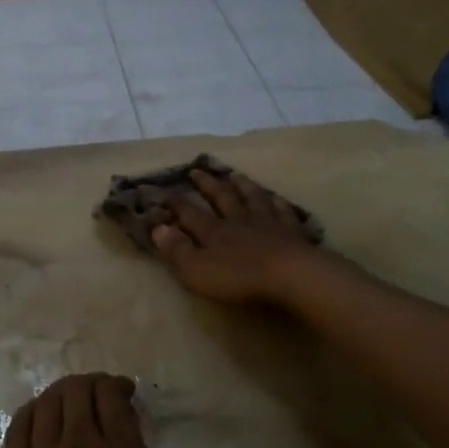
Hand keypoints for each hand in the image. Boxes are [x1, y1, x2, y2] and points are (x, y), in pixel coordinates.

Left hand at [0, 374, 191, 447]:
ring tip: (76, 400)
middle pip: (78, 390)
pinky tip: (42, 416)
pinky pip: (19, 426)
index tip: (127, 393)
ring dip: (64, 391)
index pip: (112, 398)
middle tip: (105, 395)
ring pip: (48, 402)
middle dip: (93, 383)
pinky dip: (33, 409)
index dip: (119, 387)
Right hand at [150, 170, 320, 305]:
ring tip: (234, 174)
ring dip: (242, 185)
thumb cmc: (238, 277)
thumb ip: (177, 249)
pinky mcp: (291, 231)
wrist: (288, 275)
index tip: (163, 191)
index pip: (189, 213)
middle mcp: (238, 220)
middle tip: (196, 170)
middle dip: (207, 184)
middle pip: (221, 197)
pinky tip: (275, 198)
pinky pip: (282, 211)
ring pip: (252, 197)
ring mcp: (267, 222)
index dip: (175, 203)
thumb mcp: (197, 269)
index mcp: (213, 231)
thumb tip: (157, 228)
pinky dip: (277, 203)